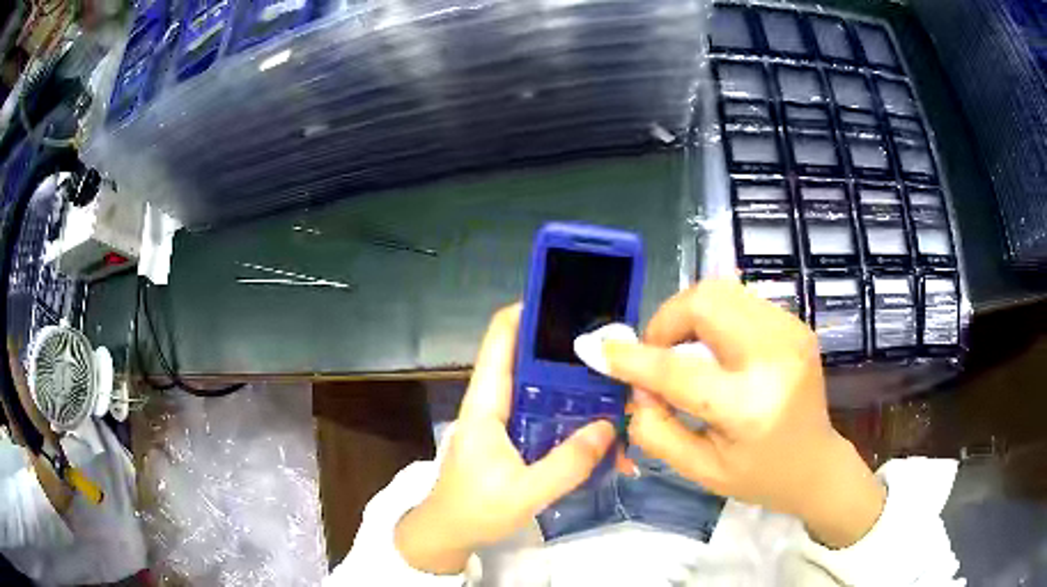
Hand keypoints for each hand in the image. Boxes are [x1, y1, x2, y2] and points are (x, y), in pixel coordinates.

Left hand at [395, 304, 615, 573]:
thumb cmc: (474, 510)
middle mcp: (497, 402)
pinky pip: (550, 418)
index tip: (571, 300)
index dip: (529, 310)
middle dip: (571, 352)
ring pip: (547, 390)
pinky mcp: (517, 438)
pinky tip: (605, 434)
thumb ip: (567, 464)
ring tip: (620, 391)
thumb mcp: (524, 493)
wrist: (449, 533)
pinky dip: (575, 420)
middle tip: (617, 352)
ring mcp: (508, 420)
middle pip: (532, 359)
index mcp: (486, 403)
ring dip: (580, 390)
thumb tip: (609, 427)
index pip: (500, 338)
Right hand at [602, 281, 885, 547]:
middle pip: (705, 301)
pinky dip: (714, 318)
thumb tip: (634, 386)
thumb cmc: (758, 476)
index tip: (600, 351)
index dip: (633, 358)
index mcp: (750, 408)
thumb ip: (656, 428)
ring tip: (686, 352)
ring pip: (721, 290)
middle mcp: (775, 358)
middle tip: (658, 354)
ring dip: (689, 316)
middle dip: (667, 321)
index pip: (679, 370)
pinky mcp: (795, 323)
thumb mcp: (699, 470)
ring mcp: (791, 332)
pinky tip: (716, 350)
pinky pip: (739, 299)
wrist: (816, 464)